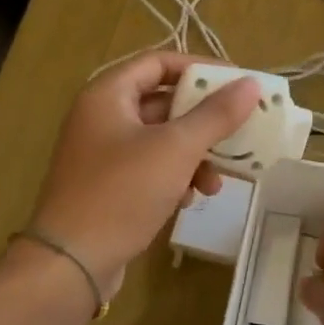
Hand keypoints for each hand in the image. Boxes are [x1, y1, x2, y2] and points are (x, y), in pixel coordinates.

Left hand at [29, 53, 259, 290]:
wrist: (71, 262)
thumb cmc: (122, 192)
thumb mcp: (176, 149)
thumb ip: (216, 115)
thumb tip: (252, 85)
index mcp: (108, 94)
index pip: (159, 62)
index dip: (200, 68)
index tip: (237, 84)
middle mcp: (101, 117)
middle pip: (163, 103)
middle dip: (203, 122)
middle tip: (237, 133)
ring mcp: (101, 153)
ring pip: (160, 140)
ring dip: (193, 156)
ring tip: (215, 183)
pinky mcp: (107, 185)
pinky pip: (149, 167)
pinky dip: (174, 177)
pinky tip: (189, 200)